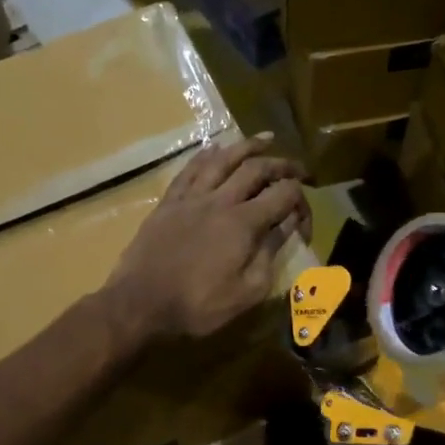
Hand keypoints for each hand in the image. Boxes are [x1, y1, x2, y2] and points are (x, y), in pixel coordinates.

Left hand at [103, 134, 310, 342]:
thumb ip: (270, 254)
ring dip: (247, 147)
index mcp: (244, 223)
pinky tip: (214, 149)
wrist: (141, 303)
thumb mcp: (247, 291)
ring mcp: (191, 198)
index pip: (283, 195)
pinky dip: (206, 155)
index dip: (301, 203)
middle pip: (256, 168)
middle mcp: (220, 200)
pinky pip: (190, 170)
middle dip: (282, 165)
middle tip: (297, 168)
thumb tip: (288, 225)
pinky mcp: (168, 203)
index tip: (304, 220)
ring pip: (222, 159)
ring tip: (265, 139)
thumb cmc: (198, 305)